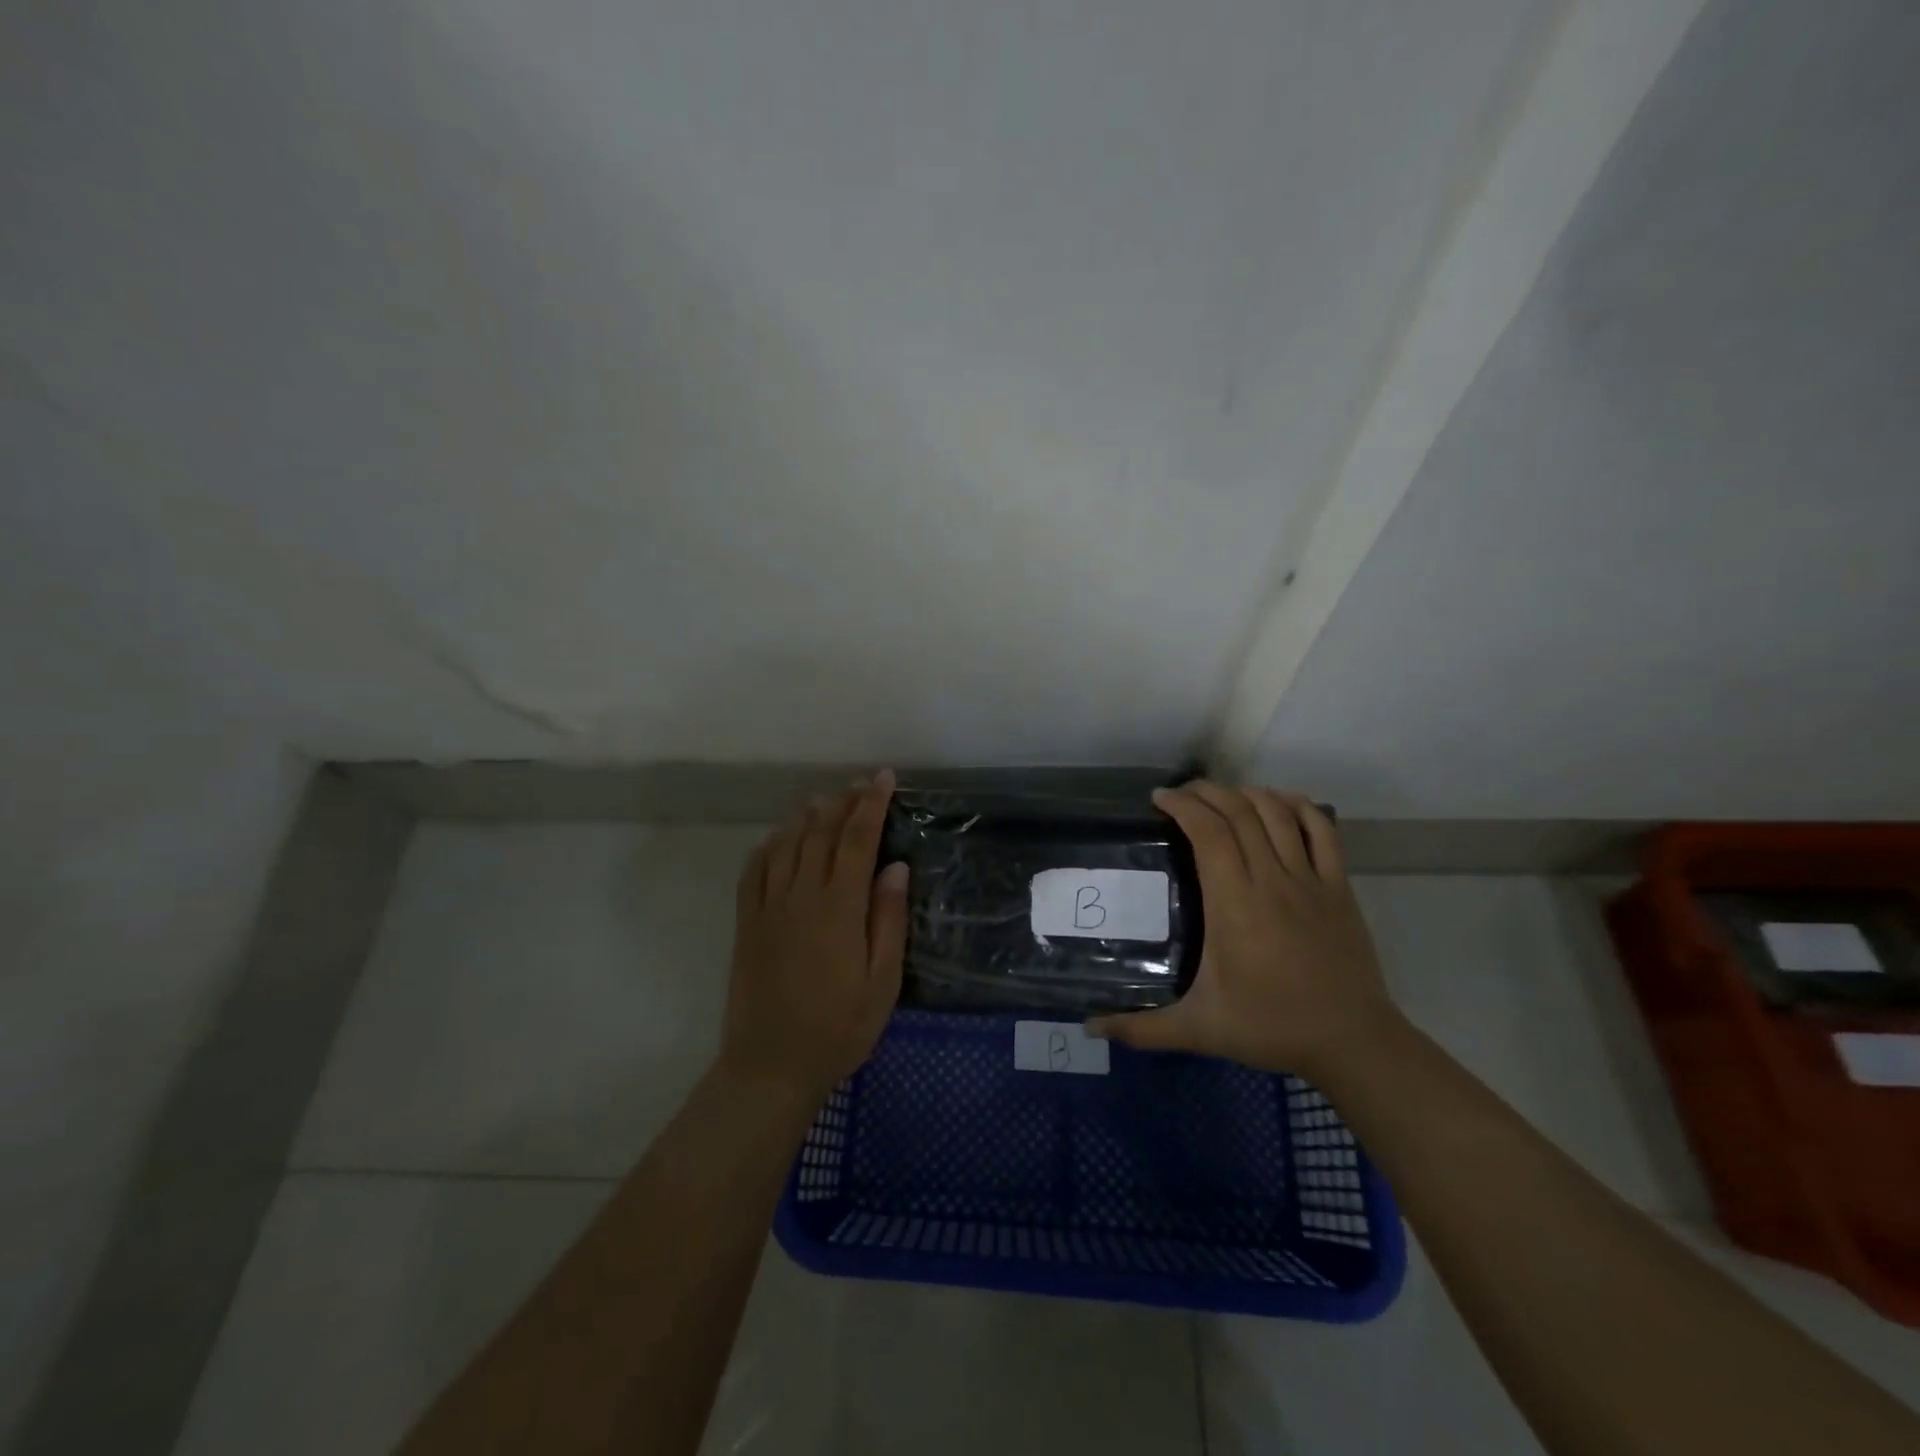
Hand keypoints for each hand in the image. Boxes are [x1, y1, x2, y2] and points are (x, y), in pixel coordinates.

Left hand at [719, 770, 908, 1106]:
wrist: (771, 1065)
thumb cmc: (839, 1028)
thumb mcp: (882, 982)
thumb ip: (888, 919)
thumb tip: (895, 866)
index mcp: (839, 908)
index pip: (857, 839)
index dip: (872, 804)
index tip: (884, 779)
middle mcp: (801, 896)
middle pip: (821, 832)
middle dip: (843, 802)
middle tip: (861, 785)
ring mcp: (768, 907)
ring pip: (786, 843)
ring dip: (807, 816)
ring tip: (826, 802)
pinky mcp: (746, 922)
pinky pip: (754, 869)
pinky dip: (769, 845)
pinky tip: (780, 838)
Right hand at [1088, 783, 1399, 1079]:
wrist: (1352, 1042)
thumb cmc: (1271, 1027)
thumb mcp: (1199, 1030)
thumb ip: (1142, 1029)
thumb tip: (1091, 1028)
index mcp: (1234, 904)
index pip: (1208, 832)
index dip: (1183, 805)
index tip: (1159, 799)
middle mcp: (1271, 881)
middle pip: (1238, 813)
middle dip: (1206, 793)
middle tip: (1181, 794)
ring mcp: (1310, 880)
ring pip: (1277, 814)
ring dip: (1246, 794)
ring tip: (1222, 796)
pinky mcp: (1339, 887)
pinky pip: (1322, 830)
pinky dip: (1298, 806)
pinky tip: (1279, 802)